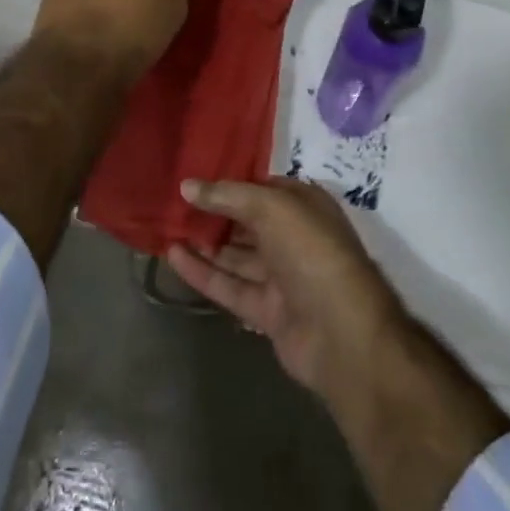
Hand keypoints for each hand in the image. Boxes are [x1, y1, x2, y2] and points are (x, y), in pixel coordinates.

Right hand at [169, 177, 405, 403]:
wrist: (342, 333)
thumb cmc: (311, 252)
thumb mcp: (271, 207)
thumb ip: (227, 195)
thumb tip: (186, 186)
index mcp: (304, 206)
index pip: (261, 187)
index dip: (230, 182)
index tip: (194, 177)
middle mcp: (294, 238)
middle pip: (247, 222)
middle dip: (214, 213)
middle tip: (172, 202)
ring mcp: (282, 277)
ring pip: (236, 255)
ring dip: (204, 242)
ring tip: (167, 227)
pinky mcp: (268, 312)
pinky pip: (230, 286)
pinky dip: (203, 272)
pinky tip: (173, 256)